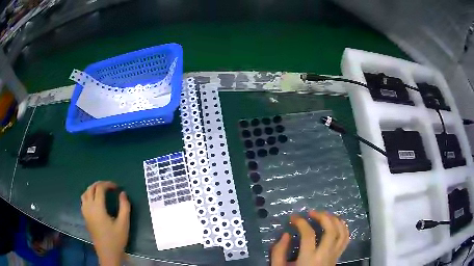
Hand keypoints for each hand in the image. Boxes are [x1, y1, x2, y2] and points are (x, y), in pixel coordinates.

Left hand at [81, 181, 130, 265]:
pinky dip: (88, 195)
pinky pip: (83, 200)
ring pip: (85, 193)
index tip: (116, 187)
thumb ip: (124, 207)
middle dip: (99, 184)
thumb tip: (123, 193)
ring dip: (92, 189)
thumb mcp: (124, 224)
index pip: (99, 188)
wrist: (107, 253)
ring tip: (101, 192)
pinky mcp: (85, 217)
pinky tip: (95, 201)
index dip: (108, 184)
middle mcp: (89, 207)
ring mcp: (85, 212)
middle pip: (91, 188)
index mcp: (98, 207)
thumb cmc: (116, 239)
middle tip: (109, 187)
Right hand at [271, 211, 349, 265]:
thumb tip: (286, 234)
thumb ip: (278, 252)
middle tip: (312, 212)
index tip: (293, 218)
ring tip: (325, 215)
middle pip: (331, 230)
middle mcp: (325, 255)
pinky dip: (344, 228)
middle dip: (322, 217)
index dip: (301, 222)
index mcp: (309, 259)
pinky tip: (336, 223)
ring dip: (335, 220)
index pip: (308, 234)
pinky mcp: (338, 257)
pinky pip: (346, 239)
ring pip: (342, 233)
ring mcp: (334, 255)